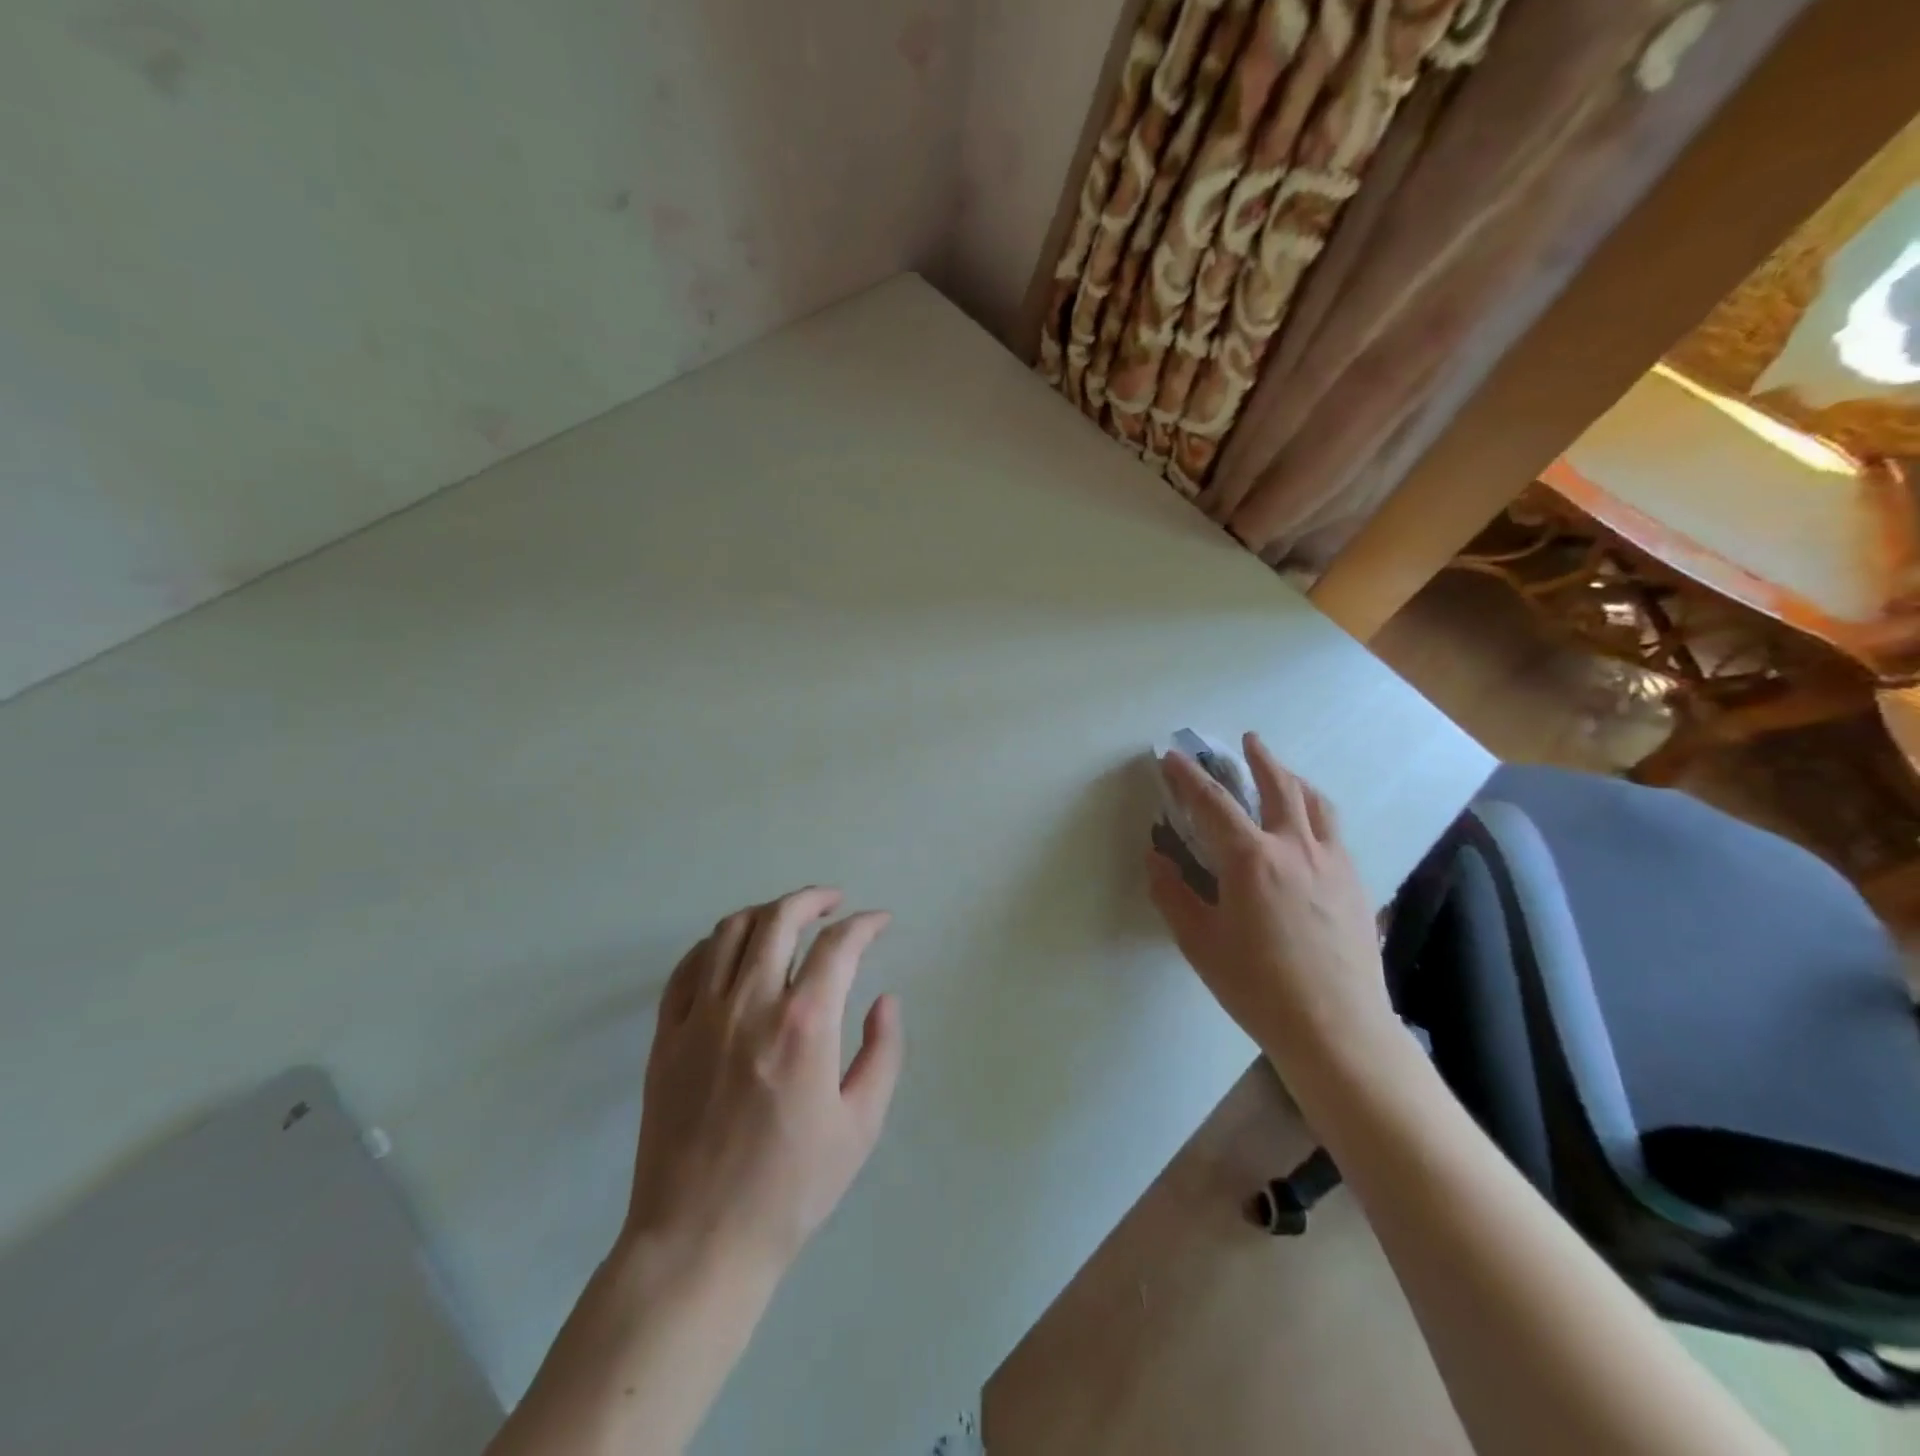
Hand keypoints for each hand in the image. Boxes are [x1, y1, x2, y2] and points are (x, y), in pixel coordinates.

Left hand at [624, 887, 903, 1276]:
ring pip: (730, 932)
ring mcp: (701, 1017)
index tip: (879, 923)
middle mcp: (750, 1004)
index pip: (838, 946)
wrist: (700, 1241)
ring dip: (765, 912)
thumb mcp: (861, 1126)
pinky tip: (731, 951)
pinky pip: (687, 967)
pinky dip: (713, 944)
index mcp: (803, 1025)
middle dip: (812, 900)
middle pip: (779, 919)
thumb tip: (886, 999)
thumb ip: (882, 1052)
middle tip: (833, 903)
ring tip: (786, 919)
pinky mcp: (666, 1036)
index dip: (865, 925)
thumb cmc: (791, 1188)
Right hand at [1147, 733, 1393, 1070]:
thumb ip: (1173, 894)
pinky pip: (1334, 830)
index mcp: (1250, 859)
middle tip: (1247, 740)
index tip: (1172, 757)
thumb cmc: (1258, 987)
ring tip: (1284, 771)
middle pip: (1278, 786)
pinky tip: (1311, 825)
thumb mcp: (1199, 943)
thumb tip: (1155, 858)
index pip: (1212, 802)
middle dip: (1259, 758)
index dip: (1188, 776)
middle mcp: (1295, 847)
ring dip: (1294, 778)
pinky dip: (1317, 810)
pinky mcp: (1355, 882)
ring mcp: (1332, 862)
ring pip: (1315, 802)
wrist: (1338, 1028)